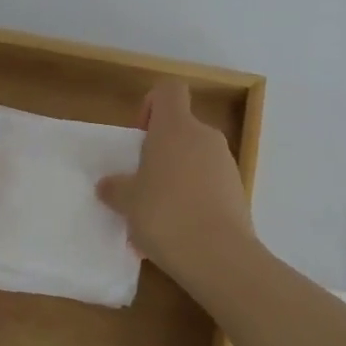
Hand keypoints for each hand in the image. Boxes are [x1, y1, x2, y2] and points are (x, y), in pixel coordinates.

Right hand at [96, 80, 254, 283]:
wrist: (219, 255)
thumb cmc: (165, 214)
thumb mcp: (128, 202)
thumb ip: (116, 188)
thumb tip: (107, 185)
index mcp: (176, 126)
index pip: (169, 90)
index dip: (152, 104)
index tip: (141, 135)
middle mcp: (204, 135)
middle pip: (181, 128)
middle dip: (161, 151)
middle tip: (143, 183)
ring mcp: (226, 162)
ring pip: (195, 158)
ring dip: (177, 176)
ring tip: (158, 215)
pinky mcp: (238, 189)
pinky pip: (210, 183)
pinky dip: (195, 197)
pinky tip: (180, 230)